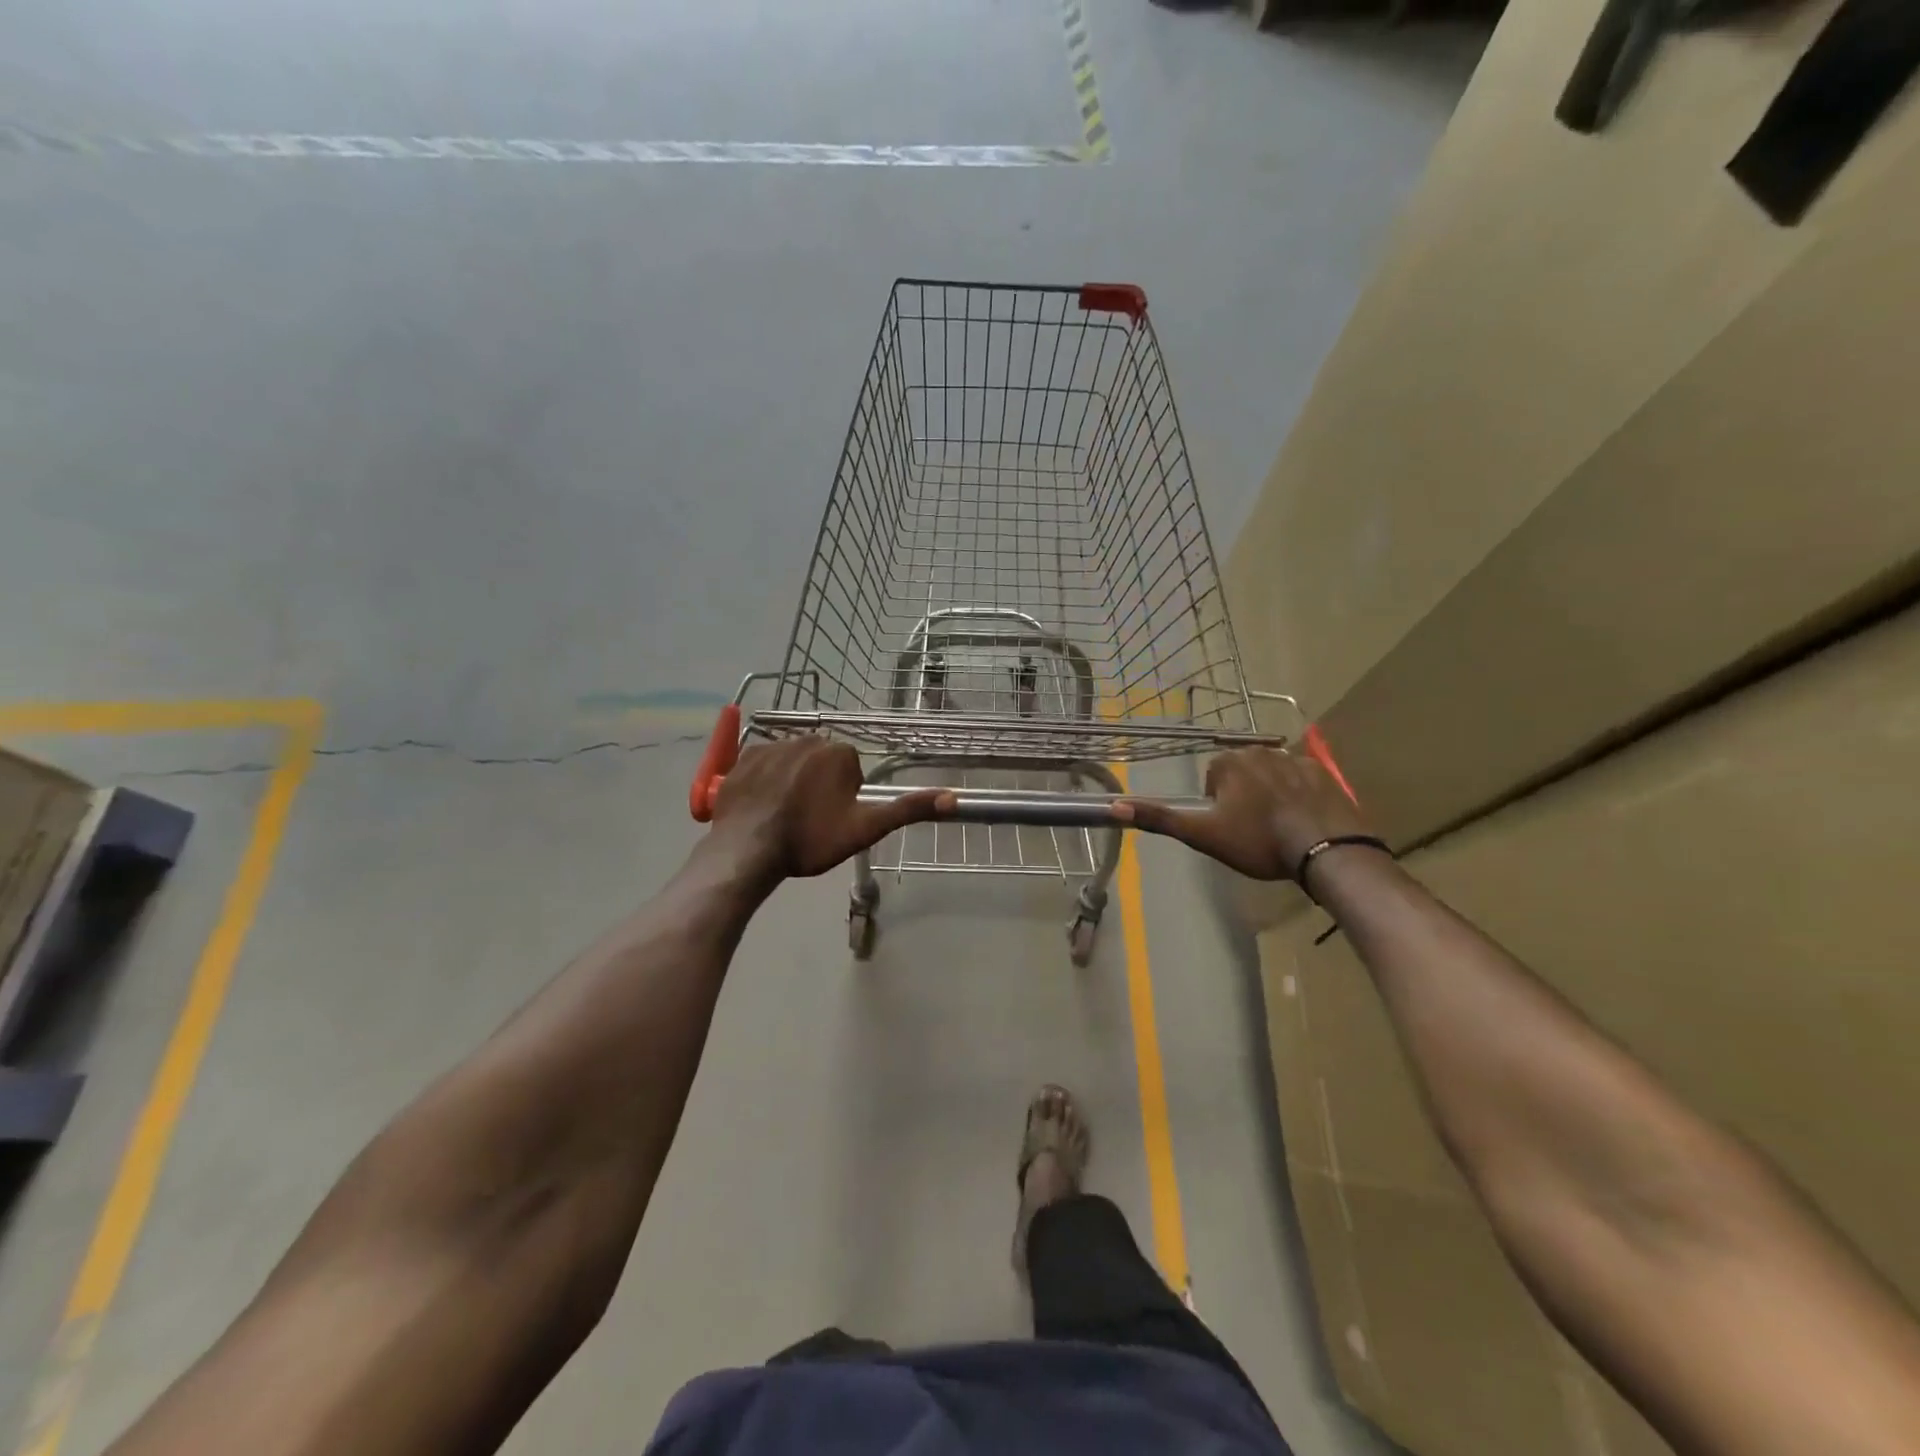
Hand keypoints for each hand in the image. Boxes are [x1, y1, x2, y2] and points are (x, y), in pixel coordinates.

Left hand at [707, 737, 953, 880]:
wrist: (749, 848)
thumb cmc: (811, 840)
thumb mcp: (866, 828)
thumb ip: (907, 810)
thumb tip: (953, 798)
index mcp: (839, 752)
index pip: (850, 771)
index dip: (844, 798)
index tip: (831, 821)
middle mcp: (807, 738)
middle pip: (822, 763)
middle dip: (819, 786)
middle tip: (809, 821)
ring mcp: (772, 745)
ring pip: (793, 762)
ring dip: (793, 782)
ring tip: (783, 816)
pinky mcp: (743, 757)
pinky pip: (763, 763)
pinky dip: (766, 780)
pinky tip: (762, 806)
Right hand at [1116, 747, 1371, 881]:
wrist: (1325, 849)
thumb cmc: (1258, 841)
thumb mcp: (1203, 834)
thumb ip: (1160, 819)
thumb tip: (1114, 806)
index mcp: (1230, 762)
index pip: (1214, 776)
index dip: (1217, 804)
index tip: (1229, 827)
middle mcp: (1261, 751)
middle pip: (1243, 773)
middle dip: (1244, 796)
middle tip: (1253, 830)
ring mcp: (1296, 759)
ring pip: (1273, 776)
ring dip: (1272, 795)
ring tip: (1280, 829)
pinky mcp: (1325, 773)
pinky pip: (1303, 780)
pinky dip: (1301, 796)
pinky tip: (1305, 821)